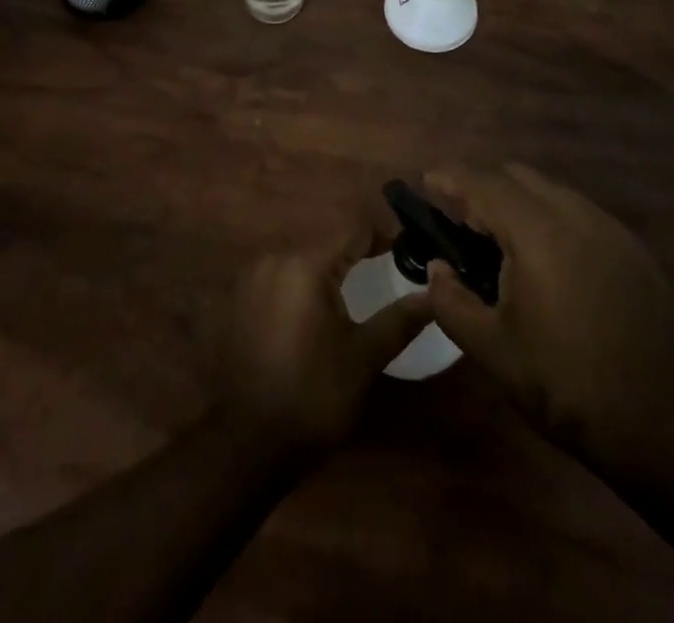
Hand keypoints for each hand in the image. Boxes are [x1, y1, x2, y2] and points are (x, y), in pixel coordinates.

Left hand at [215, 213, 430, 460]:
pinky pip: (280, 276)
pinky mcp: (240, 299)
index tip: (409, 248)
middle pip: (326, 240)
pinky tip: (317, 308)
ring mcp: (252, 278)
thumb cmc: (312, 397)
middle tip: (387, 267)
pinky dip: (303, 283)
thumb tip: (433, 294)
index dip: (384, 234)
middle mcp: (275, 259)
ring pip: (302, 257)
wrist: (247, 444)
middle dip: (357, 250)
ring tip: (357, 285)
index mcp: (306, 265)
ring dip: (329, 265)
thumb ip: (399, 320)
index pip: (354, 230)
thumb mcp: (363, 358)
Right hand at [422, 163, 673, 477]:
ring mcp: (607, 226)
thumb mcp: (491, 348)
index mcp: (536, 230)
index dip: (450, 176)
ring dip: (519, 201)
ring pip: (550, 190)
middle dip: (484, 186)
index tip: (426, 181)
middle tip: (463, 221)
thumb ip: (451, 300)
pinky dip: (551, 218)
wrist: (655, 417)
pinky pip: (579, 212)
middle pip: (517, 175)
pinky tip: (549, 261)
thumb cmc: (562, 381)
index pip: (483, 183)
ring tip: (503, 242)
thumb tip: (437, 269)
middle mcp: (573, 213)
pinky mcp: (630, 246)